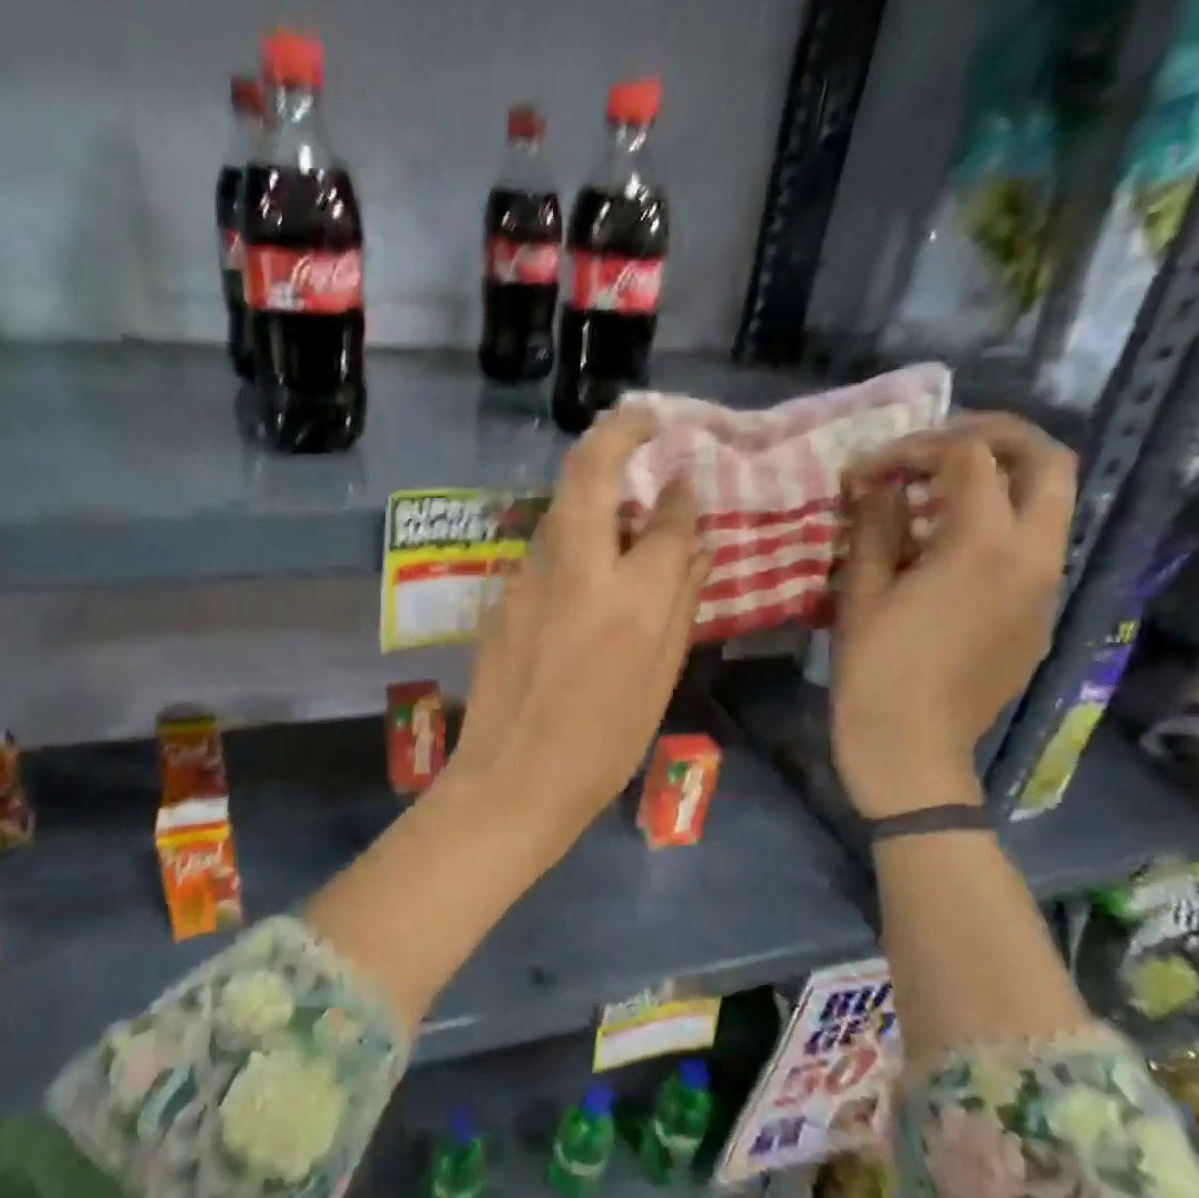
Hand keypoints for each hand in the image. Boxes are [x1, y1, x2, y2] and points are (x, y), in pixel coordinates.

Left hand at [450, 405, 709, 854]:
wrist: (513, 779)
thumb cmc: (603, 744)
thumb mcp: (660, 678)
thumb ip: (681, 601)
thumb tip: (695, 544)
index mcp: (631, 599)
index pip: (665, 518)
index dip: (681, 493)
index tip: (687, 477)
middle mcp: (577, 570)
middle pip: (591, 472)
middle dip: (619, 431)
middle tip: (645, 418)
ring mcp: (529, 578)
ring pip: (561, 507)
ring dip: (591, 485)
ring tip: (620, 496)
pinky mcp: (502, 595)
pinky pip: (544, 547)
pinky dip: (569, 534)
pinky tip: (584, 561)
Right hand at [832, 413, 1075, 817]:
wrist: (913, 745)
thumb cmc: (874, 669)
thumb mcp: (862, 591)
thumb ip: (874, 525)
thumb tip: (872, 482)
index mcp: (982, 545)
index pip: (966, 458)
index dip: (915, 448)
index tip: (871, 469)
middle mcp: (1034, 555)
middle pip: (1047, 460)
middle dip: (993, 437)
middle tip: (938, 448)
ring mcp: (1047, 587)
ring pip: (1051, 503)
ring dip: (1001, 482)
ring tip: (938, 497)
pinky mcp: (1041, 615)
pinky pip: (1036, 549)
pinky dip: (1001, 527)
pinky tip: (949, 553)